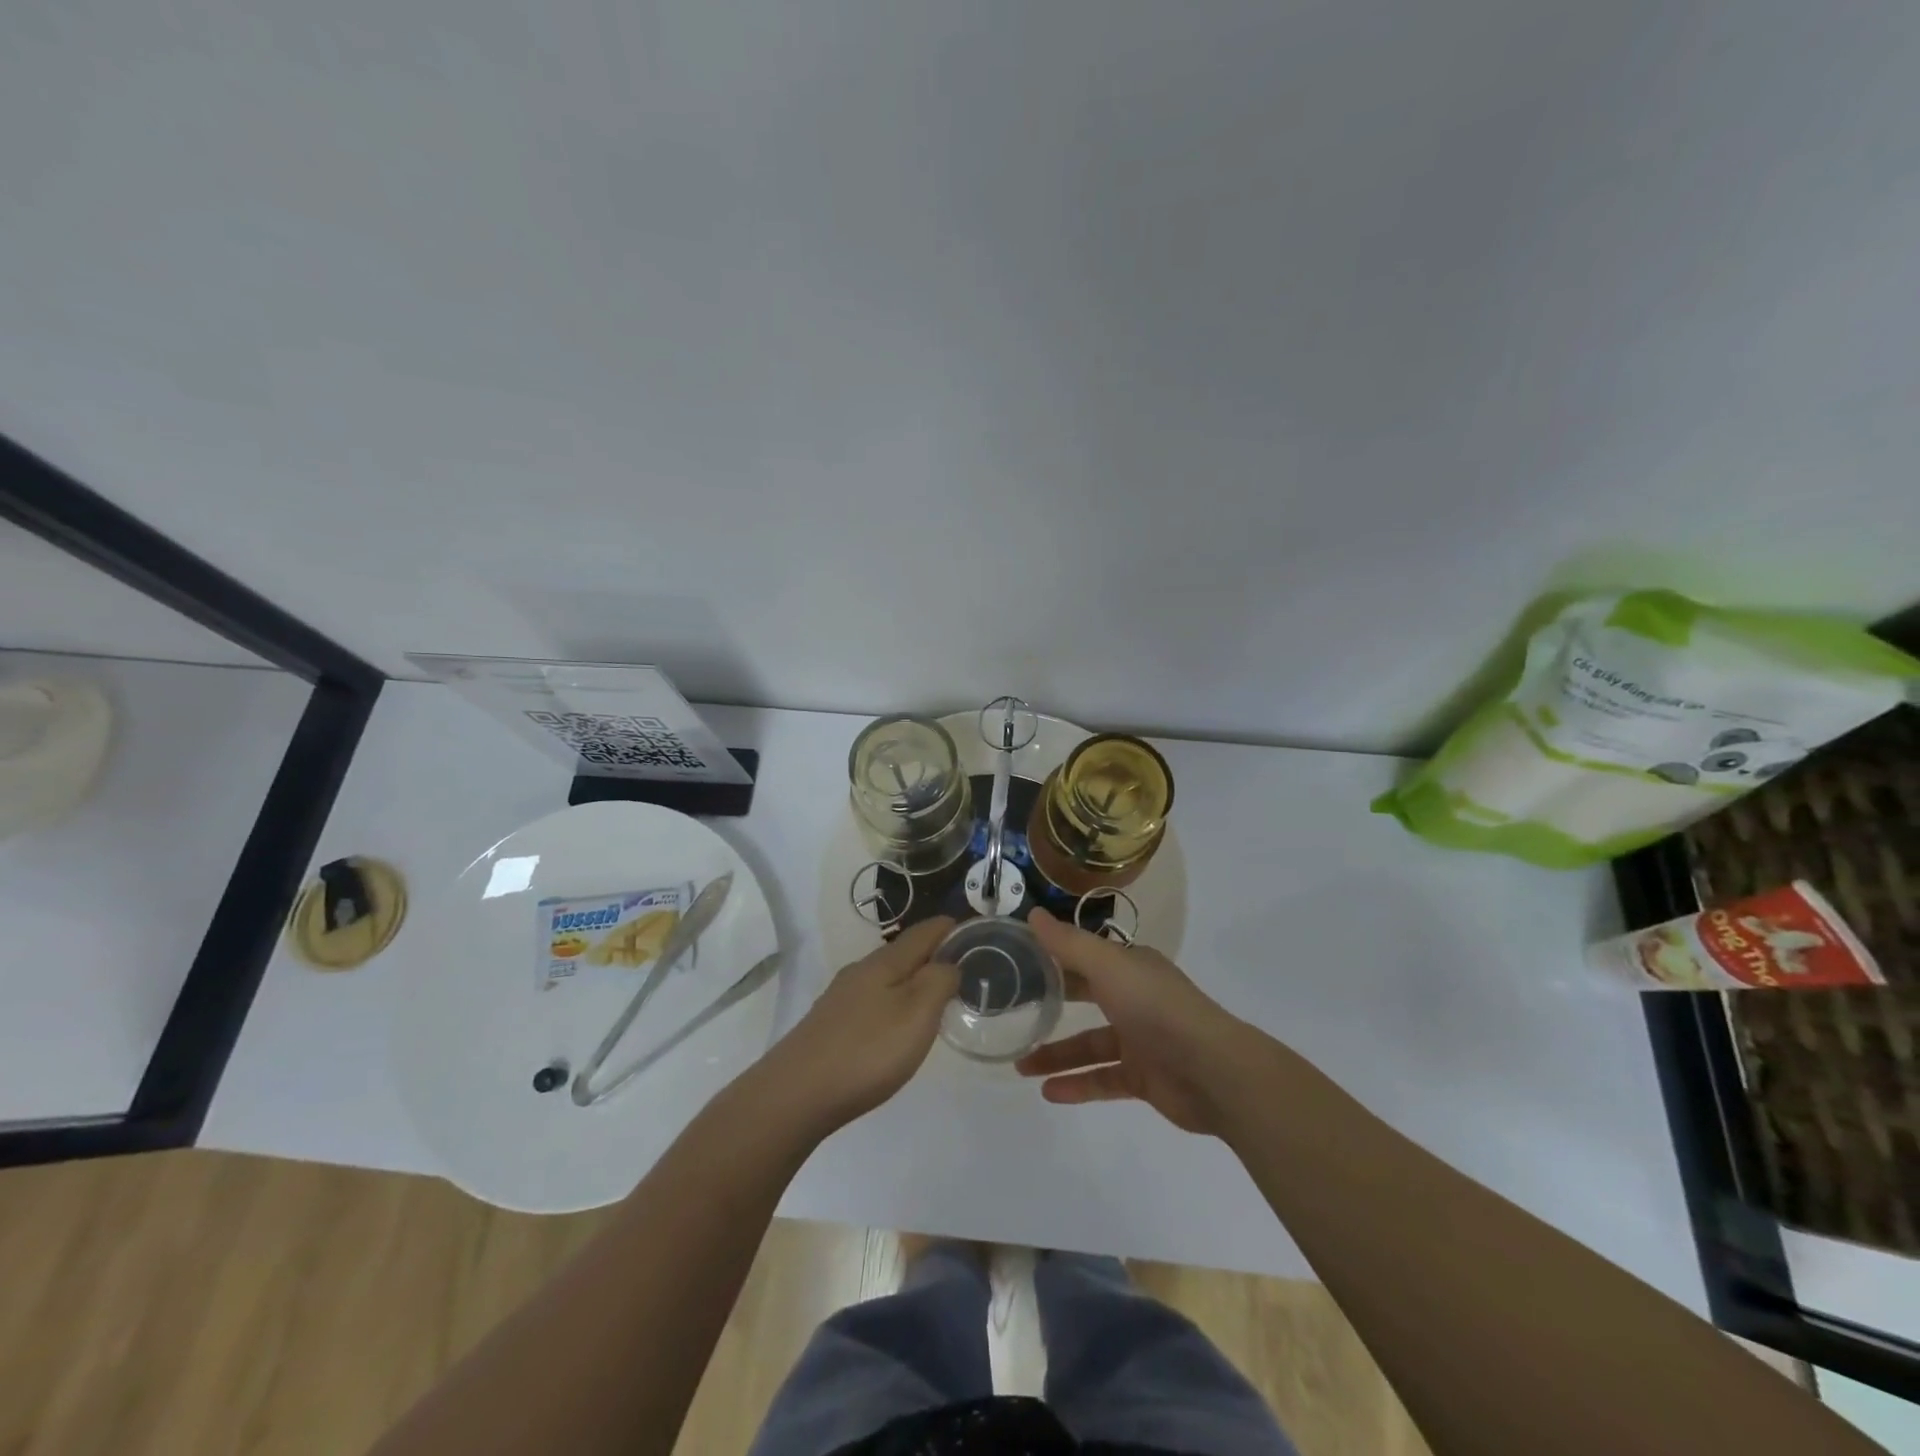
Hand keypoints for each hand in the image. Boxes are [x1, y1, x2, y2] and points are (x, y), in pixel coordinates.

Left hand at [755, 917, 958, 1134]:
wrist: (795, 1094)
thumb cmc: (866, 1050)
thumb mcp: (917, 1014)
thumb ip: (938, 982)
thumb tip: (949, 963)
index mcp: (884, 963)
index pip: (922, 934)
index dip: (947, 928)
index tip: (969, 928)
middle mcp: (860, 972)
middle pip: (901, 953)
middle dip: (930, 953)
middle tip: (959, 965)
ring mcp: (840, 999)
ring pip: (884, 978)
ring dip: (910, 979)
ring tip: (932, 996)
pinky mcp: (829, 1025)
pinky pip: (871, 1001)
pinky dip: (892, 1002)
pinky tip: (893, 1025)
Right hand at [1016, 910, 1266, 1135]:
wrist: (1213, 1071)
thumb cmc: (1156, 1007)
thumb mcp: (1107, 966)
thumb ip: (1068, 943)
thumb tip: (1032, 914)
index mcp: (1131, 967)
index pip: (1086, 957)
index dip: (1054, 957)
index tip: (1018, 961)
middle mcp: (1135, 998)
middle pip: (1086, 998)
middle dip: (1051, 1005)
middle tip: (1012, 1013)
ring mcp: (1141, 1040)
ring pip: (1090, 1045)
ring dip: (1057, 1055)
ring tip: (1021, 1066)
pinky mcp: (1144, 1078)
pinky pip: (1103, 1079)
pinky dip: (1077, 1085)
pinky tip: (1048, 1092)